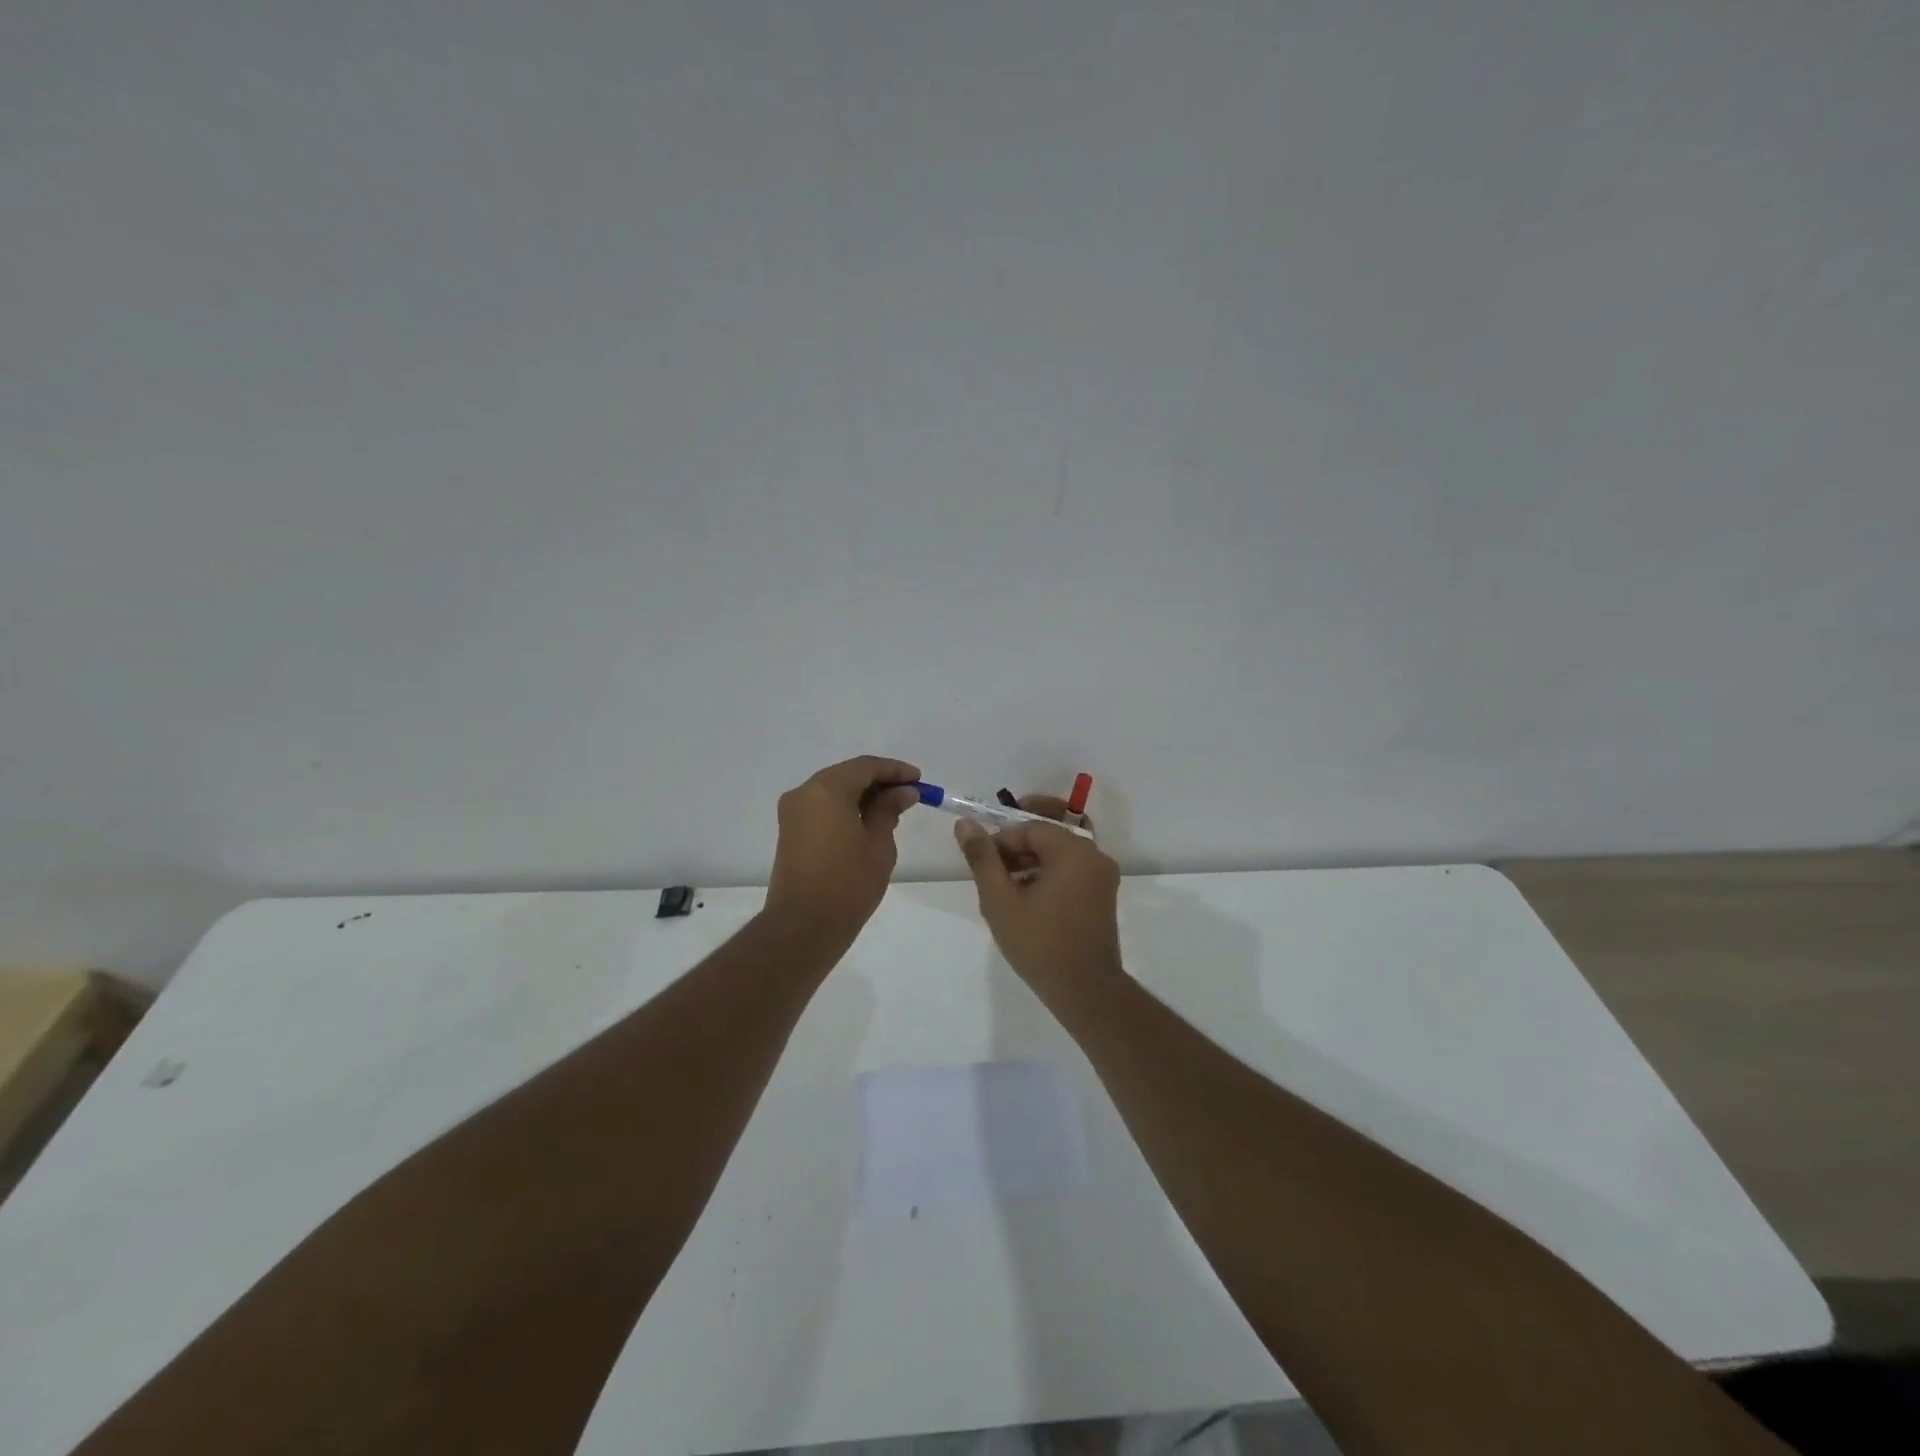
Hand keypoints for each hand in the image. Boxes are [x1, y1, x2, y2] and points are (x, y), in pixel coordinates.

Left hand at [765, 755, 920, 945]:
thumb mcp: (878, 844)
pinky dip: (846, 808)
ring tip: (894, 809)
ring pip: (834, 791)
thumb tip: (903, 791)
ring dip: (863, 795)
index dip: (895, 770)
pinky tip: (869, 821)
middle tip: (909, 794)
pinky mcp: (790, 831)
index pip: (866, 766)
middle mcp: (804, 792)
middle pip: (847, 775)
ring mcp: (793, 812)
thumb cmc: (848, 883)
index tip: (919, 780)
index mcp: (826, 789)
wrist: (804, 926)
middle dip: (879, 781)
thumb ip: (889, 810)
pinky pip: (822, 807)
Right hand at [955, 795, 1123, 1002]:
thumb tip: (965, 824)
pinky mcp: (1104, 894)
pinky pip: (1073, 870)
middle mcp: (1094, 855)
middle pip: (1048, 836)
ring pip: (1060, 853)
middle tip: (993, 871)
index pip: (1030, 828)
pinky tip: (1028, 899)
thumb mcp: (1000, 900)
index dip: (1002, 841)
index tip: (982, 862)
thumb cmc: (1039, 943)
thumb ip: (982, 858)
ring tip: (1006, 888)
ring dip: (1032, 861)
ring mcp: (1103, 876)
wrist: (1085, 990)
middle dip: (1017, 848)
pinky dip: (1050, 874)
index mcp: (1073, 850)